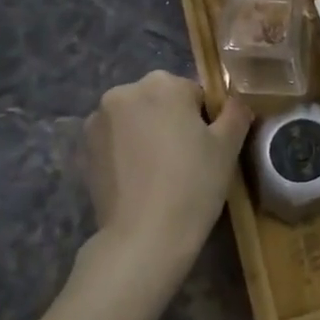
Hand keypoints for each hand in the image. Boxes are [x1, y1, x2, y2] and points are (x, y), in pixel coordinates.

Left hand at [80, 71, 251, 280]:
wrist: (143, 236)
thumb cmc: (193, 184)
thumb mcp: (228, 146)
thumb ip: (235, 113)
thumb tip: (235, 104)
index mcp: (162, 84)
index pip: (194, 93)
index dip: (205, 121)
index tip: (208, 149)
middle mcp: (124, 92)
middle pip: (161, 101)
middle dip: (173, 123)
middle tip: (187, 161)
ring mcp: (98, 121)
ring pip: (136, 120)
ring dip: (148, 135)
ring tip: (161, 173)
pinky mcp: (83, 149)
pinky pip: (116, 141)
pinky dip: (128, 152)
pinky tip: (139, 181)